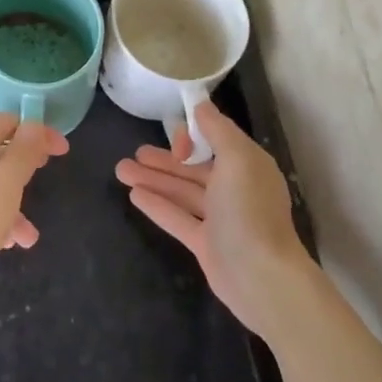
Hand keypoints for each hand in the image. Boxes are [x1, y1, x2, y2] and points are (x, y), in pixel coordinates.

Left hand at [0, 113, 67, 315]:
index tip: (61, 151)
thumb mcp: (4, 186)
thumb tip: (33, 124)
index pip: (5, 123)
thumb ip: (22, 154)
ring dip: (11, 204)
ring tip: (29, 236)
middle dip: (23, 168)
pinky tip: (5, 245)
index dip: (36, 132)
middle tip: (46, 176)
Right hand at [115, 100, 316, 340]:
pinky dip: (157, 205)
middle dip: (164, 159)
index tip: (173, 142)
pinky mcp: (205, 244)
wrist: (261, 277)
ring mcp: (220, 219)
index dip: (191, 139)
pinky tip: (133, 195)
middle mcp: (235, 189)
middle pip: (194, 169)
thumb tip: (201, 105)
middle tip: (133, 153)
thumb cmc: (249, 210)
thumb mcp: (237, 158)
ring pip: (181, 192)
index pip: (215, 143)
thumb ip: (218, 130)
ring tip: (121, 170)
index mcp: (247, 166)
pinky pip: (177, 218)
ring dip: (153, 179)